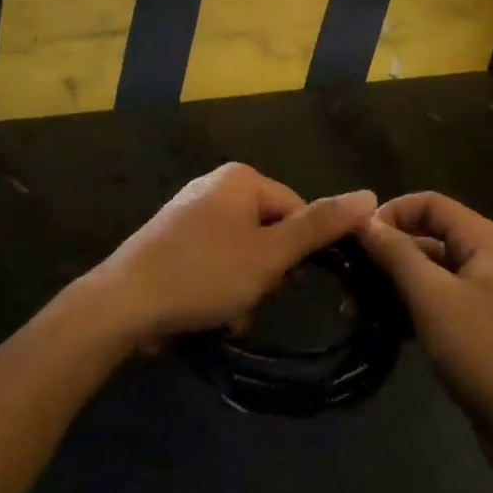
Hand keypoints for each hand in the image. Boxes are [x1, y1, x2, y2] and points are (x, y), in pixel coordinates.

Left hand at [89, 163, 376, 347]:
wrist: (122, 305)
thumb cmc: (203, 274)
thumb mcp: (271, 254)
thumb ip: (321, 226)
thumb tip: (370, 195)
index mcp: (241, 179)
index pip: (297, 210)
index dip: (298, 253)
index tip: (283, 284)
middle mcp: (215, 186)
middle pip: (269, 233)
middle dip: (266, 275)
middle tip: (249, 299)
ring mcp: (190, 213)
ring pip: (242, 254)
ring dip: (243, 289)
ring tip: (225, 314)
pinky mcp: (172, 241)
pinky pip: (214, 262)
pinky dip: (217, 288)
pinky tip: (205, 314)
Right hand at [359, 192, 492, 473]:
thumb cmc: (488, 355)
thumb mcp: (434, 298)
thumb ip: (397, 254)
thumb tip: (364, 219)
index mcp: (486, 240)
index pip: (430, 203)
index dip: (390, 213)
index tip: (354, 239)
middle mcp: (489, 259)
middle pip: (431, 236)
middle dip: (388, 252)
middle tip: (347, 278)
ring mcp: (489, 297)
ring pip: (433, 273)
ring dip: (396, 284)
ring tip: (355, 306)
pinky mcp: (484, 331)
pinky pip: (442, 304)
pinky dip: (413, 309)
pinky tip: (384, 328)